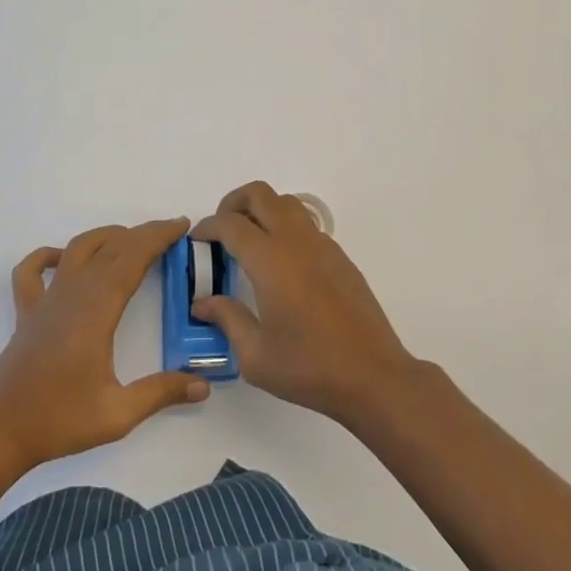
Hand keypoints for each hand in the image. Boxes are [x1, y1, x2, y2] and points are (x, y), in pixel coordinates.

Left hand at [0, 218, 209, 470]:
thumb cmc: (58, 419)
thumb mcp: (118, 413)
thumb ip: (161, 393)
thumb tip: (204, 385)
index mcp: (97, 309)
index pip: (133, 257)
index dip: (158, 236)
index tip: (181, 225)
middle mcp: (72, 293)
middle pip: (111, 247)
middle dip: (143, 234)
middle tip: (170, 232)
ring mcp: (46, 300)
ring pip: (77, 249)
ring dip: (106, 237)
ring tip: (130, 240)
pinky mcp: (26, 312)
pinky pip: (33, 270)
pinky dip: (48, 255)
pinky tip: (62, 259)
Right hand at [192, 182, 417, 424]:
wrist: (373, 376)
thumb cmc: (309, 367)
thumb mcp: (255, 355)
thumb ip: (227, 319)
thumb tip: (203, 302)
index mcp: (270, 261)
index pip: (231, 224)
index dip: (208, 227)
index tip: (196, 240)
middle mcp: (296, 242)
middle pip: (260, 194)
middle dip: (233, 203)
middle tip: (221, 231)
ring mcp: (323, 246)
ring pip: (286, 203)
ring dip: (262, 210)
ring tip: (250, 242)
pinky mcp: (340, 257)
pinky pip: (306, 225)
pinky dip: (285, 228)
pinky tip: (281, 265)